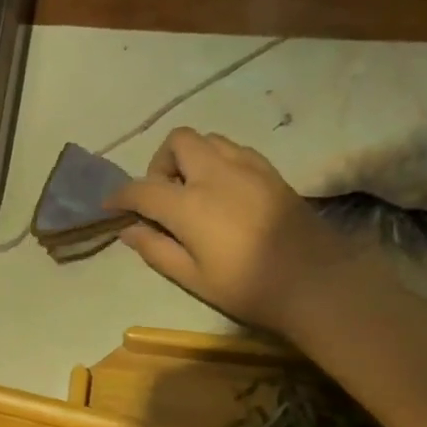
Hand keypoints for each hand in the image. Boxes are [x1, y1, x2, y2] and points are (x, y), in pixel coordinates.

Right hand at [105, 127, 371, 333]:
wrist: (316, 281)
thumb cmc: (248, 287)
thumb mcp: (193, 278)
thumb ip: (157, 250)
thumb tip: (129, 230)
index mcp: (190, 205)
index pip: (142, 188)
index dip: (120, 196)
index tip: (110, 207)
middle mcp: (215, 174)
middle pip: (177, 142)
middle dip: (160, 163)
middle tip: (161, 197)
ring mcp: (247, 167)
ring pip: (207, 139)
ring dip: (190, 158)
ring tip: (191, 192)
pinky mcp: (270, 170)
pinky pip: (233, 149)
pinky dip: (216, 161)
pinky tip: (221, 192)